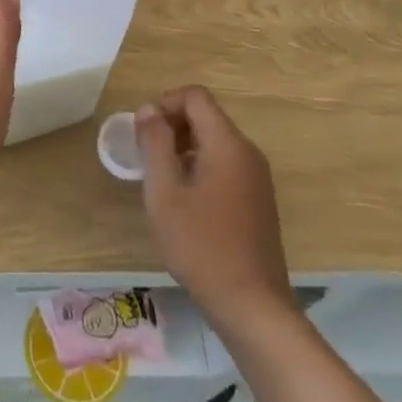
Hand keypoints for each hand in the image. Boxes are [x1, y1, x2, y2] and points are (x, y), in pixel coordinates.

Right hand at [136, 86, 294, 325]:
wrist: (251, 305)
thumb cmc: (200, 244)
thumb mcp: (164, 191)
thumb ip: (154, 143)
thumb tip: (149, 109)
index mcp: (227, 144)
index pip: (195, 96)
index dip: (164, 103)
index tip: (143, 132)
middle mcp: (248, 153)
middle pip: (206, 117)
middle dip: (172, 126)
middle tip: (146, 157)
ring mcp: (257, 178)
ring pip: (215, 142)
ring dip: (184, 148)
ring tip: (162, 182)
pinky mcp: (258, 200)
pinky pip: (225, 165)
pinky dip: (200, 167)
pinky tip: (186, 203)